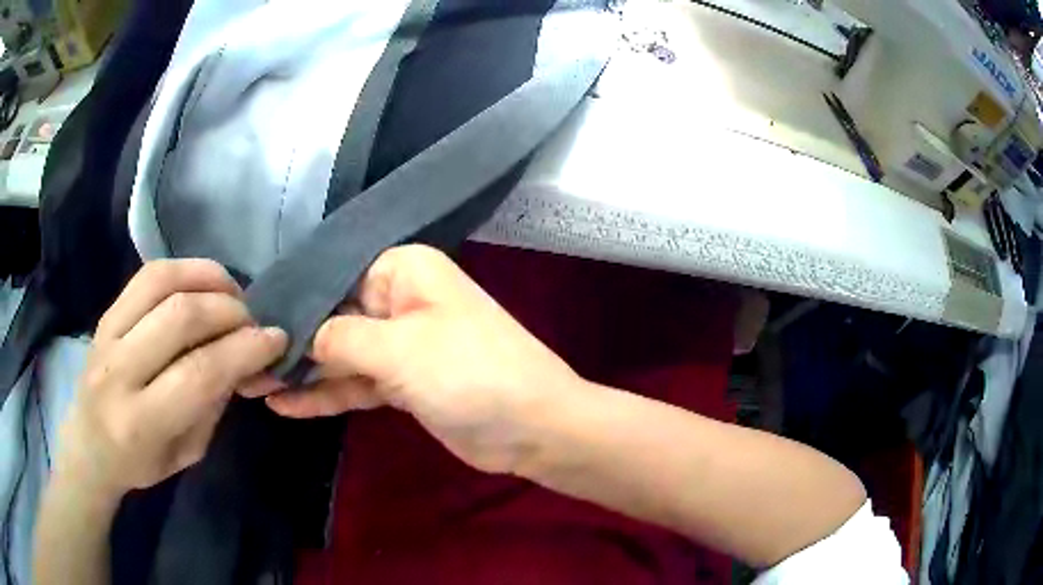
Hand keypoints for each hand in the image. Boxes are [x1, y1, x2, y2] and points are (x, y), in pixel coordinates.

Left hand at [57, 259, 287, 496]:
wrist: (89, 445)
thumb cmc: (140, 463)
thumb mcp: (187, 454)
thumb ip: (213, 404)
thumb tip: (245, 360)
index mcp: (142, 422)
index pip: (199, 373)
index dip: (244, 350)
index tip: (277, 339)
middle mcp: (120, 371)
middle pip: (181, 318)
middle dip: (230, 311)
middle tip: (254, 320)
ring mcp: (108, 335)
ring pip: (162, 283)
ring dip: (208, 279)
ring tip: (232, 292)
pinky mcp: (106, 313)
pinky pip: (147, 275)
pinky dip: (184, 269)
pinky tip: (204, 281)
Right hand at [260, 245, 582, 474]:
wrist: (532, 427)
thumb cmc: (469, 373)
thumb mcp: (397, 348)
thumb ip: (340, 337)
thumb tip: (299, 333)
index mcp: (402, 270)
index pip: (333, 277)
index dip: (293, 301)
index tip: (250, 323)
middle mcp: (399, 300)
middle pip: (332, 317)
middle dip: (290, 342)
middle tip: (242, 361)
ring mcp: (401, 345)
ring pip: (341, 355)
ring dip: (301, 372)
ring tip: (253, 386)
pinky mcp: (403, 383)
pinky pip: (356, 383)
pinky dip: (324, 393)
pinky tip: (285, 405)